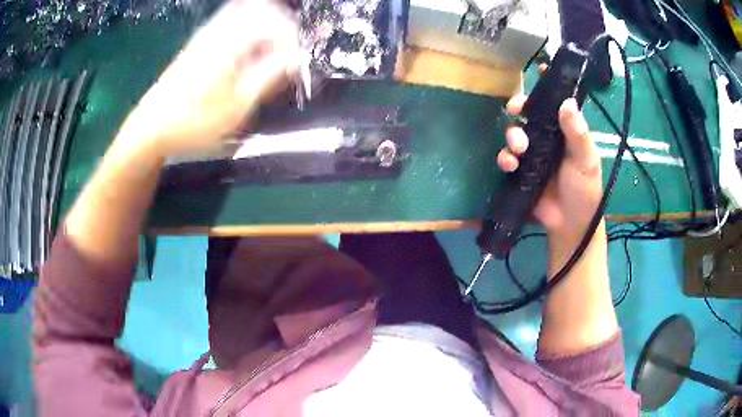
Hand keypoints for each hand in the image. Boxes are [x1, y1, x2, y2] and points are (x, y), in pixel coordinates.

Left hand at [120, 0, 299, 158]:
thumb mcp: (236, 107)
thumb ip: (268, 76)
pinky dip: (248, 26)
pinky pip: (231, 19)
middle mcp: (219, 30)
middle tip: (289, 48)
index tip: (297, 62)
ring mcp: (207, 33)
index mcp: (230, 43)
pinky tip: (248, 48)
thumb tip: (296, 58)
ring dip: (265, 23)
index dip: (292, 39)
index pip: (274, 24)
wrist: (152, 127)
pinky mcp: (199, 41)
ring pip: (245, 10)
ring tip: (273, 48)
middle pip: (261, 7)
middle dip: (282, 24)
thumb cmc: (194, 122)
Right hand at [497, 96, 601, 243]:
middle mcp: (547, 137)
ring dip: (512, 136)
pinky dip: (505, 159)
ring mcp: (533, 155)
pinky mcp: (520, 172)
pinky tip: (511, 166)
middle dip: (519, 107)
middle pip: (529, 113)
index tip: (540, 67)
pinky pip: (507, 159)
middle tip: (515, 109)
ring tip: (519, 148)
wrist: (570, 224)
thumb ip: (578, 134)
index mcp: (565, 131)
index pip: (556, 102)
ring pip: (515, 133)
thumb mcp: (586, 160)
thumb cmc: (584, 190)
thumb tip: (567, 103)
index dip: (548, 84)